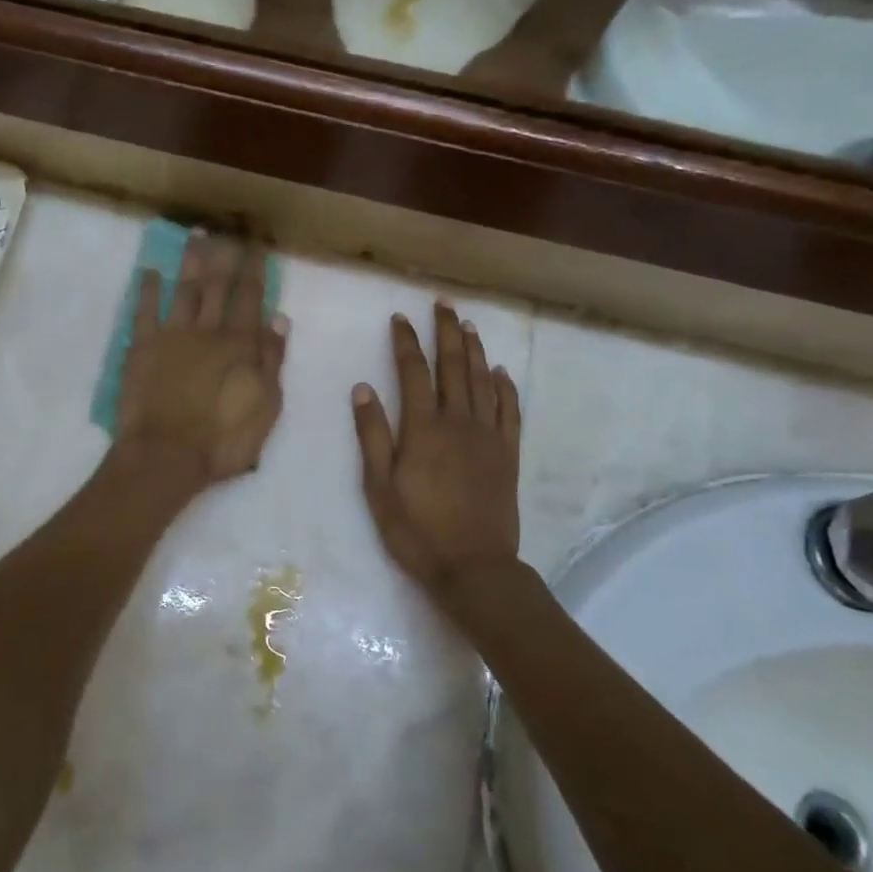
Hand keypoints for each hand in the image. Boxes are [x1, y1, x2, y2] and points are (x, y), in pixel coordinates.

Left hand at [113, 233, 286, 491]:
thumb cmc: (223, 440)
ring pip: (184, 289)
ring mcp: (172, 336)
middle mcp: (207, 330)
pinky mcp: (142, 348)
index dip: (254, 269)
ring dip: (191, 261)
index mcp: (239, 344)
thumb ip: (272, 361)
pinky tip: (150, 271)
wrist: (165, 456)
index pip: (250, 297)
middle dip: (224, 255)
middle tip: (227, 229)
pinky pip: (144, 311)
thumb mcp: (266, 406)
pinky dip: (148, 290)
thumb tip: (279, 319)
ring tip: (196, 234)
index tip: (256, 244)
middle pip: (217, 286)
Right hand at [352, 303, 521, 604]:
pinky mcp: (508, 453)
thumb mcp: (378, 487)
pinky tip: (501, 372)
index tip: (400, 318)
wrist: (473, 566)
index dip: (406, 342)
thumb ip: (371, 435)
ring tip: (469, 325)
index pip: (413, 372)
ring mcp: (487, 436)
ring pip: (482, 381)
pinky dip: (505, 387)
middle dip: (446, 333)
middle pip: (453, 366)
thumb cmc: (416, 529)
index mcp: (422, 428)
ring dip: (475, 350)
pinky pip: (510, 410)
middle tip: (443, 305)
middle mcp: (457, 422)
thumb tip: (362, 388)